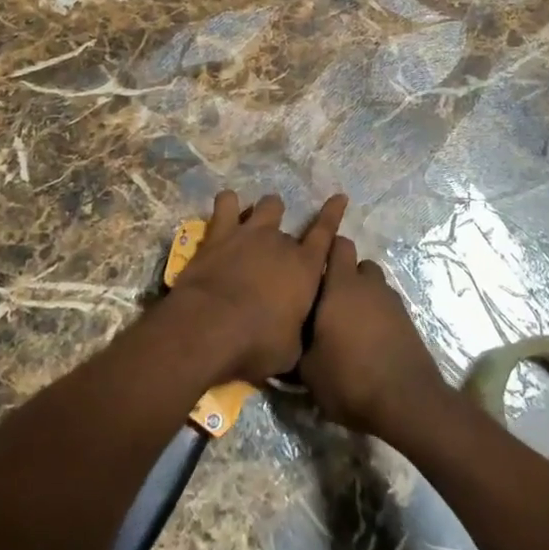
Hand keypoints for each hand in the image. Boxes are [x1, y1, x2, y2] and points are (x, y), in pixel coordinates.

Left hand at [168, 191, 345, 383]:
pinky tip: (227, 208)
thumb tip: (296, 333)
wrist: (209, 326)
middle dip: (286, 240)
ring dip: (266, 211)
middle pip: (291, 227)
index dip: (333, 214)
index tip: (339, 197)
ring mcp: (250, 232)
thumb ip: (298, 334)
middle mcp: (281, 242)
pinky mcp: (220, 233)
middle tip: (276, 256)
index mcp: (305, 267)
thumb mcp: (290, 352)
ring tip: (259, 220)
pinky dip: (228, 203)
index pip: (326, 233)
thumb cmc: (256, 343)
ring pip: (266, 205)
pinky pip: (226, 203)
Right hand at [299, 237, 449, 441]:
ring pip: (374, 287)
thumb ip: (297, 346)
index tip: (312, 267)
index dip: (326, 250)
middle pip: (358, 264)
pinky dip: (378, 317)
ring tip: (350, 326)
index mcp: (341, 285)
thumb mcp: (309, 370)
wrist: (407, 402)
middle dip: (345, 277)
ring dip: (363, 297)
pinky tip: (369, 343)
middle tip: (328, 303)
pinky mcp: (408, 321)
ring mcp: (392, 302)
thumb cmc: (350, 378)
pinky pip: (387, 308)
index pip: (338, 245)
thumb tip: (289, 339)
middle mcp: (369, 285)